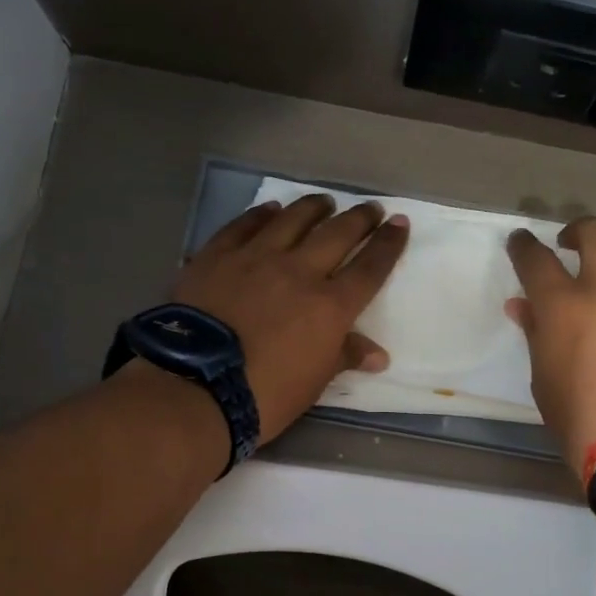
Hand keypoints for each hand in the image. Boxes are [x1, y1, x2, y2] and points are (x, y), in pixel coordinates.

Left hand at [171, 194, 408, 441]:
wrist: (196, 388)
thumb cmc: (265, 394)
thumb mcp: (314, 382)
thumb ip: (344, 356)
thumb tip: (377, 354)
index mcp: (330, 306)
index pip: (369, 268)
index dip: (388, 244)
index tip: (400, 224)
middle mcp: (299, 271)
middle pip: (337, 234)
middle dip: (359, 218)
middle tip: (371, 208)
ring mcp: (255, 258)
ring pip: (292, 220)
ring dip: (313, 207)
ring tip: (324, 201)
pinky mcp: (217, 256)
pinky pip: (244, 225)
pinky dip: (261, 215)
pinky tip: (270, 209)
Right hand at [506, 219, 595, 474]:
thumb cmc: (583, 422)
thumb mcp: (544, 380)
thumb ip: (536, 334)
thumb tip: (521, 305)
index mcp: (565, 306)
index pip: (535, 258)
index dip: (524, 246)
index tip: (522, 243)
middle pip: (595, 232)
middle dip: (580, 232)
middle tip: (577, 247)